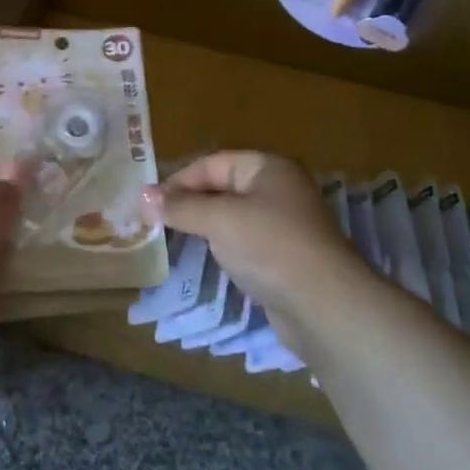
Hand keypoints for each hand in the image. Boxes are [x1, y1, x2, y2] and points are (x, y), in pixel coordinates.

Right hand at [143, 151, 362, 346]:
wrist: (325, 306)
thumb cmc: (270, 247)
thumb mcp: (219, 220)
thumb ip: (181, 207)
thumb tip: (144, 197)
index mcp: (268, 167)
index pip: (212, 163)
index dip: (178, 180)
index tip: (148, 203)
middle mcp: (278, 189)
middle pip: (222, 187)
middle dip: (189, 203)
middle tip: (153, 221)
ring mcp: (283, 224)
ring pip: (232, 216)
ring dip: (203, 226)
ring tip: (171, 239)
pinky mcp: (284, 257)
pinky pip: (244, 242)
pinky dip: (223, 247)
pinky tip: (205, 258)